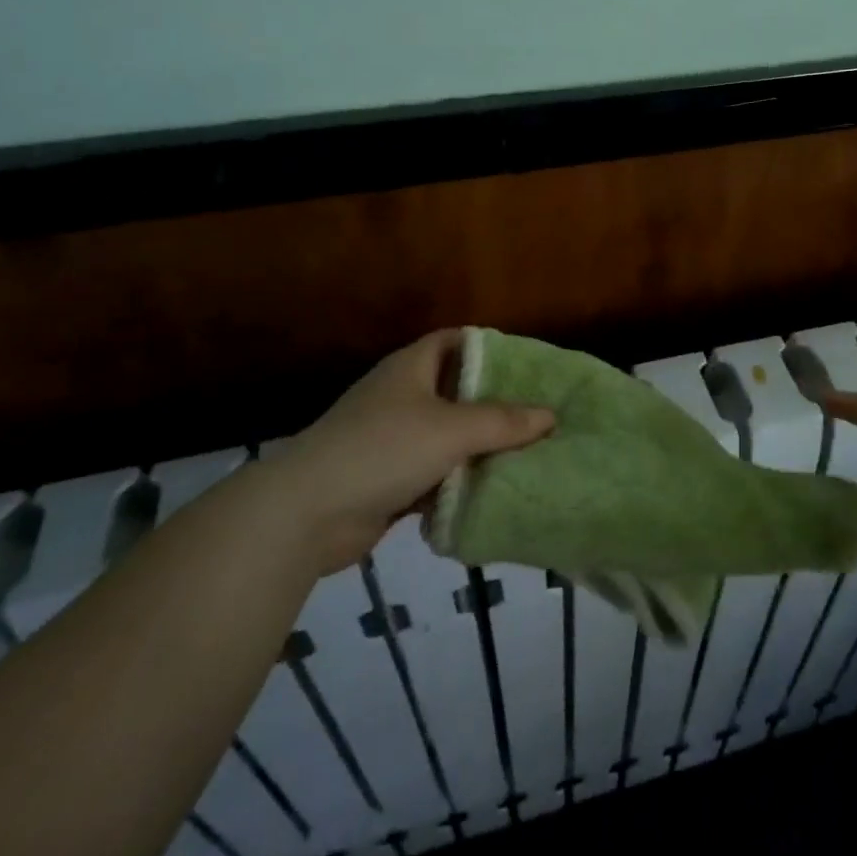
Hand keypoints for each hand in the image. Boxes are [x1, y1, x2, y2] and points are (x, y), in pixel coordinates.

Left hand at [270, 330, 554, 570]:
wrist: (306, 513)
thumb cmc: (383, 449)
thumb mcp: (451, 430)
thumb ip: (503, 422)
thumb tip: (550, 416)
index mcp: (411, 368)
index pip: (455, 341)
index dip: (489, 347)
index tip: (529, 365)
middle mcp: (401, 397)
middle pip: (456, 391)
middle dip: (494, 404)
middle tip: (539, 414)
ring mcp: (392, 440)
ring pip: (448, 437)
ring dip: (479, 448)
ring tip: (528, 454)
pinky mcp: (388, 480)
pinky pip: (435, 475)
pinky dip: (459, 482)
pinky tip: (493, 492)